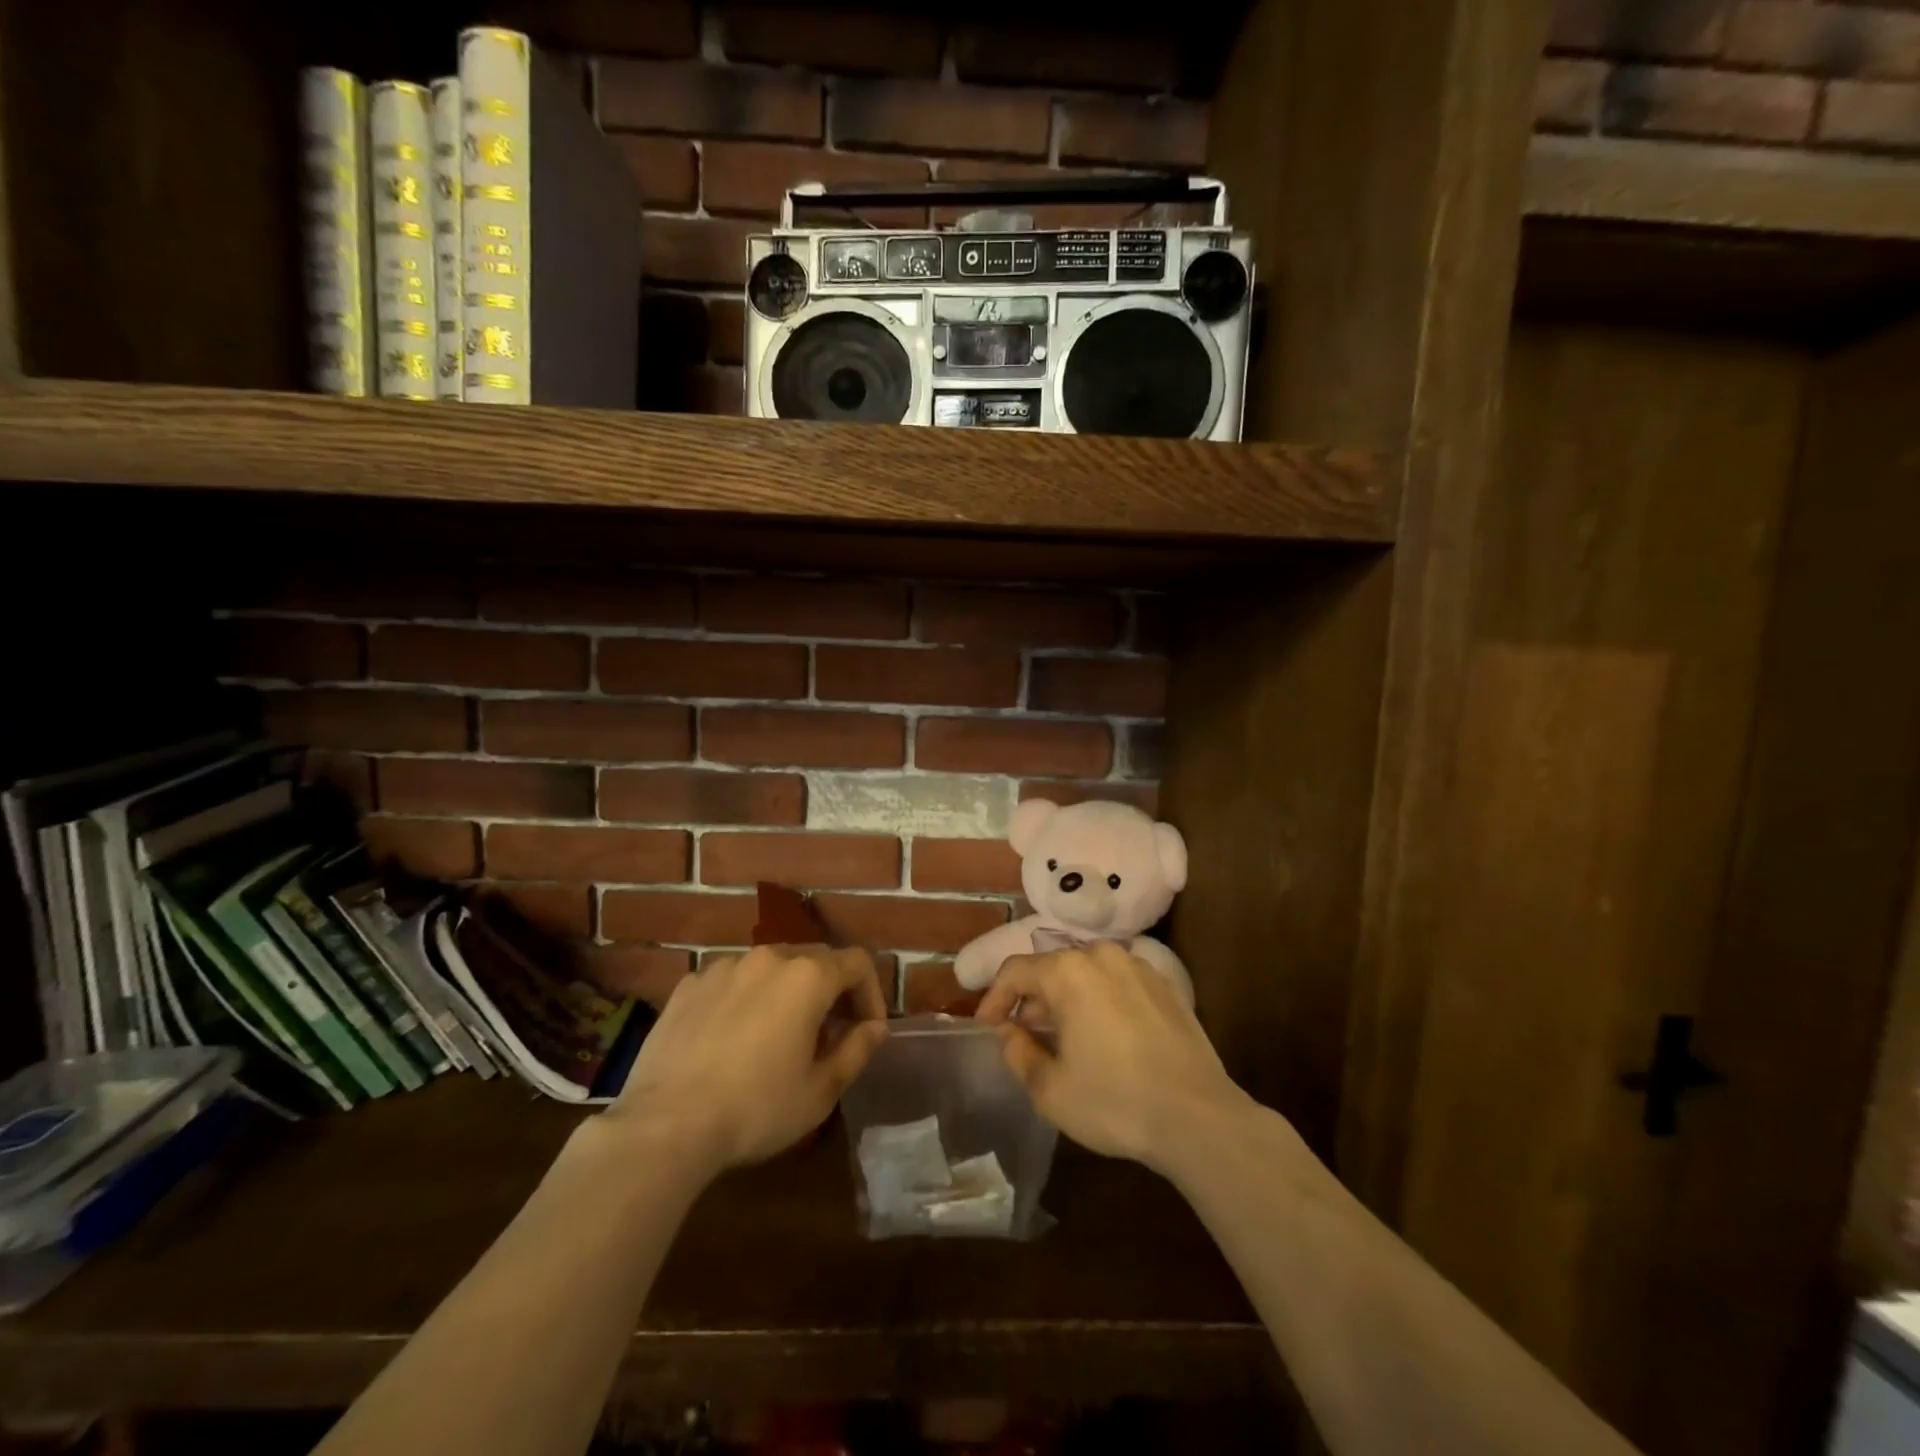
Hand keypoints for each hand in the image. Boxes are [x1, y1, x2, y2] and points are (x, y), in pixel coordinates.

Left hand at [606, 944, 888, 1174]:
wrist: (665, 1125)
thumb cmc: (757, 1108)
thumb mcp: (821, 1090)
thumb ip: (857, 1049)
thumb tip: (874, 1027)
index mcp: (808, 976)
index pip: (857, 963)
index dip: (871, 993)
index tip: (866, 1030)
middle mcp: (769, 957)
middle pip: (815, 959)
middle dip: (831, 991)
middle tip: (828, 1034)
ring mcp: (724, 967)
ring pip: (771, 968)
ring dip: (786, 992)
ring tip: (778, 1036)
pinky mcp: (689, 985)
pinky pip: (731, 982)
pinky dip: (745, 999)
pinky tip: (732, 1039)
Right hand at [976, 942, 1248, 1172]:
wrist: (1198, 1116)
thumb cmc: (1114, 1101)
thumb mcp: (1050, 1089)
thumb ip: (1017, 1052)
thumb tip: (1006, 1030)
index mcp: (1067, 971)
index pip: (1015, 971)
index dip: (994, 998)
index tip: (986, 1028)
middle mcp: (1101, 955)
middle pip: (1051, 968)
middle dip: (1031, 1000)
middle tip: (1022, 1036)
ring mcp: (1138, 967)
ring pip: (1085, 974)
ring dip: (1065, 1000)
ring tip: (1061, 1038)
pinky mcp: (1165, 986)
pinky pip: (1116, 983)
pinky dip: (1098, 1001)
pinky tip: (1102, 1037)